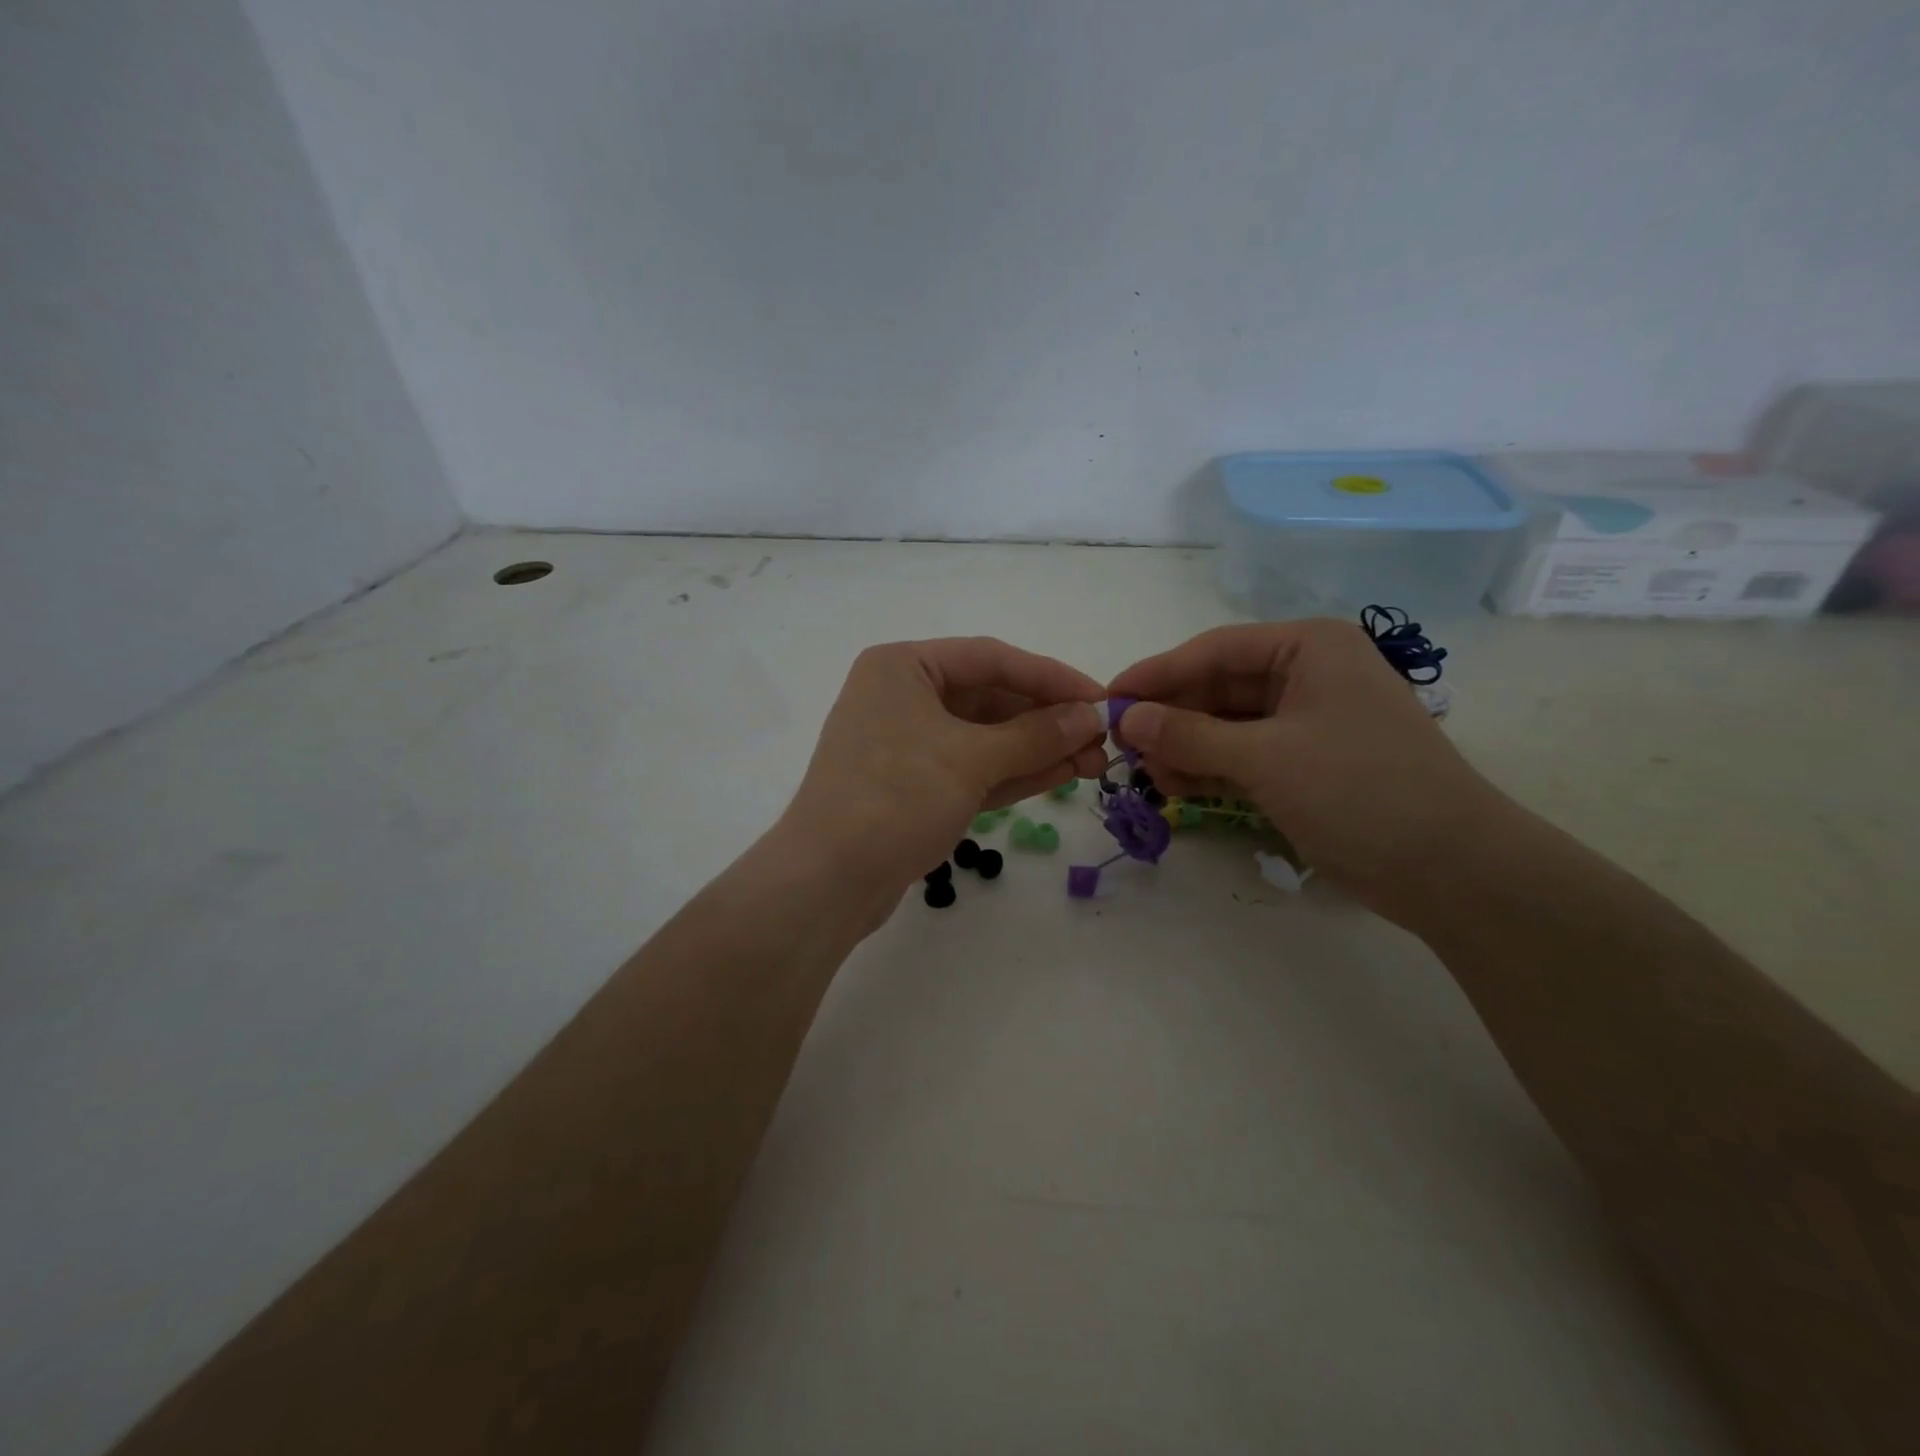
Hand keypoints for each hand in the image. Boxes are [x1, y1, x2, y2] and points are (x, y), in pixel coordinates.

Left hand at [780, 638, 1108, 910]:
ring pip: (983, 737)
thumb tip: (1089, 717)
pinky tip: (1059, 775)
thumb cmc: (895, 798)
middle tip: (1102, 739)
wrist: (827, 881)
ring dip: (1036, 748)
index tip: (1101, 699)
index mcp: (903, 667)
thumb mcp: (971, 760)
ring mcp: (905, 743)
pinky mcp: (912, 786)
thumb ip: (1034, 735)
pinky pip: (971, 768)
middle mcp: (901, 696)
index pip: (991, 658)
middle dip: (1047, 719)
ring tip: (1093, 761)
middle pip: (989, 697)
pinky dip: (1011, 772)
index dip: (1051, 677)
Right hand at [1109, 620, 1504, 910]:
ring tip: (1142, 770)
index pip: (1213, 650)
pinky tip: (1172, 784)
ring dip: (1184, 745)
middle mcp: (1307, 675)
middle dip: (1169, 715)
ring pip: (1226, 724)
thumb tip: (1126, 718)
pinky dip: (1208, 768)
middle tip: (1119, 743)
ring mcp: (1307, 722)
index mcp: (1308, 648)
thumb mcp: (1267, 757)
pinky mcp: (1305, 764)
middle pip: (1217, 687)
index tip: (1108, 699)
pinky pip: (1243, 755)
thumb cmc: (1361, 790)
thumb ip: (1190, 735)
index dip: (1156, 674)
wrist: (1450, 869)